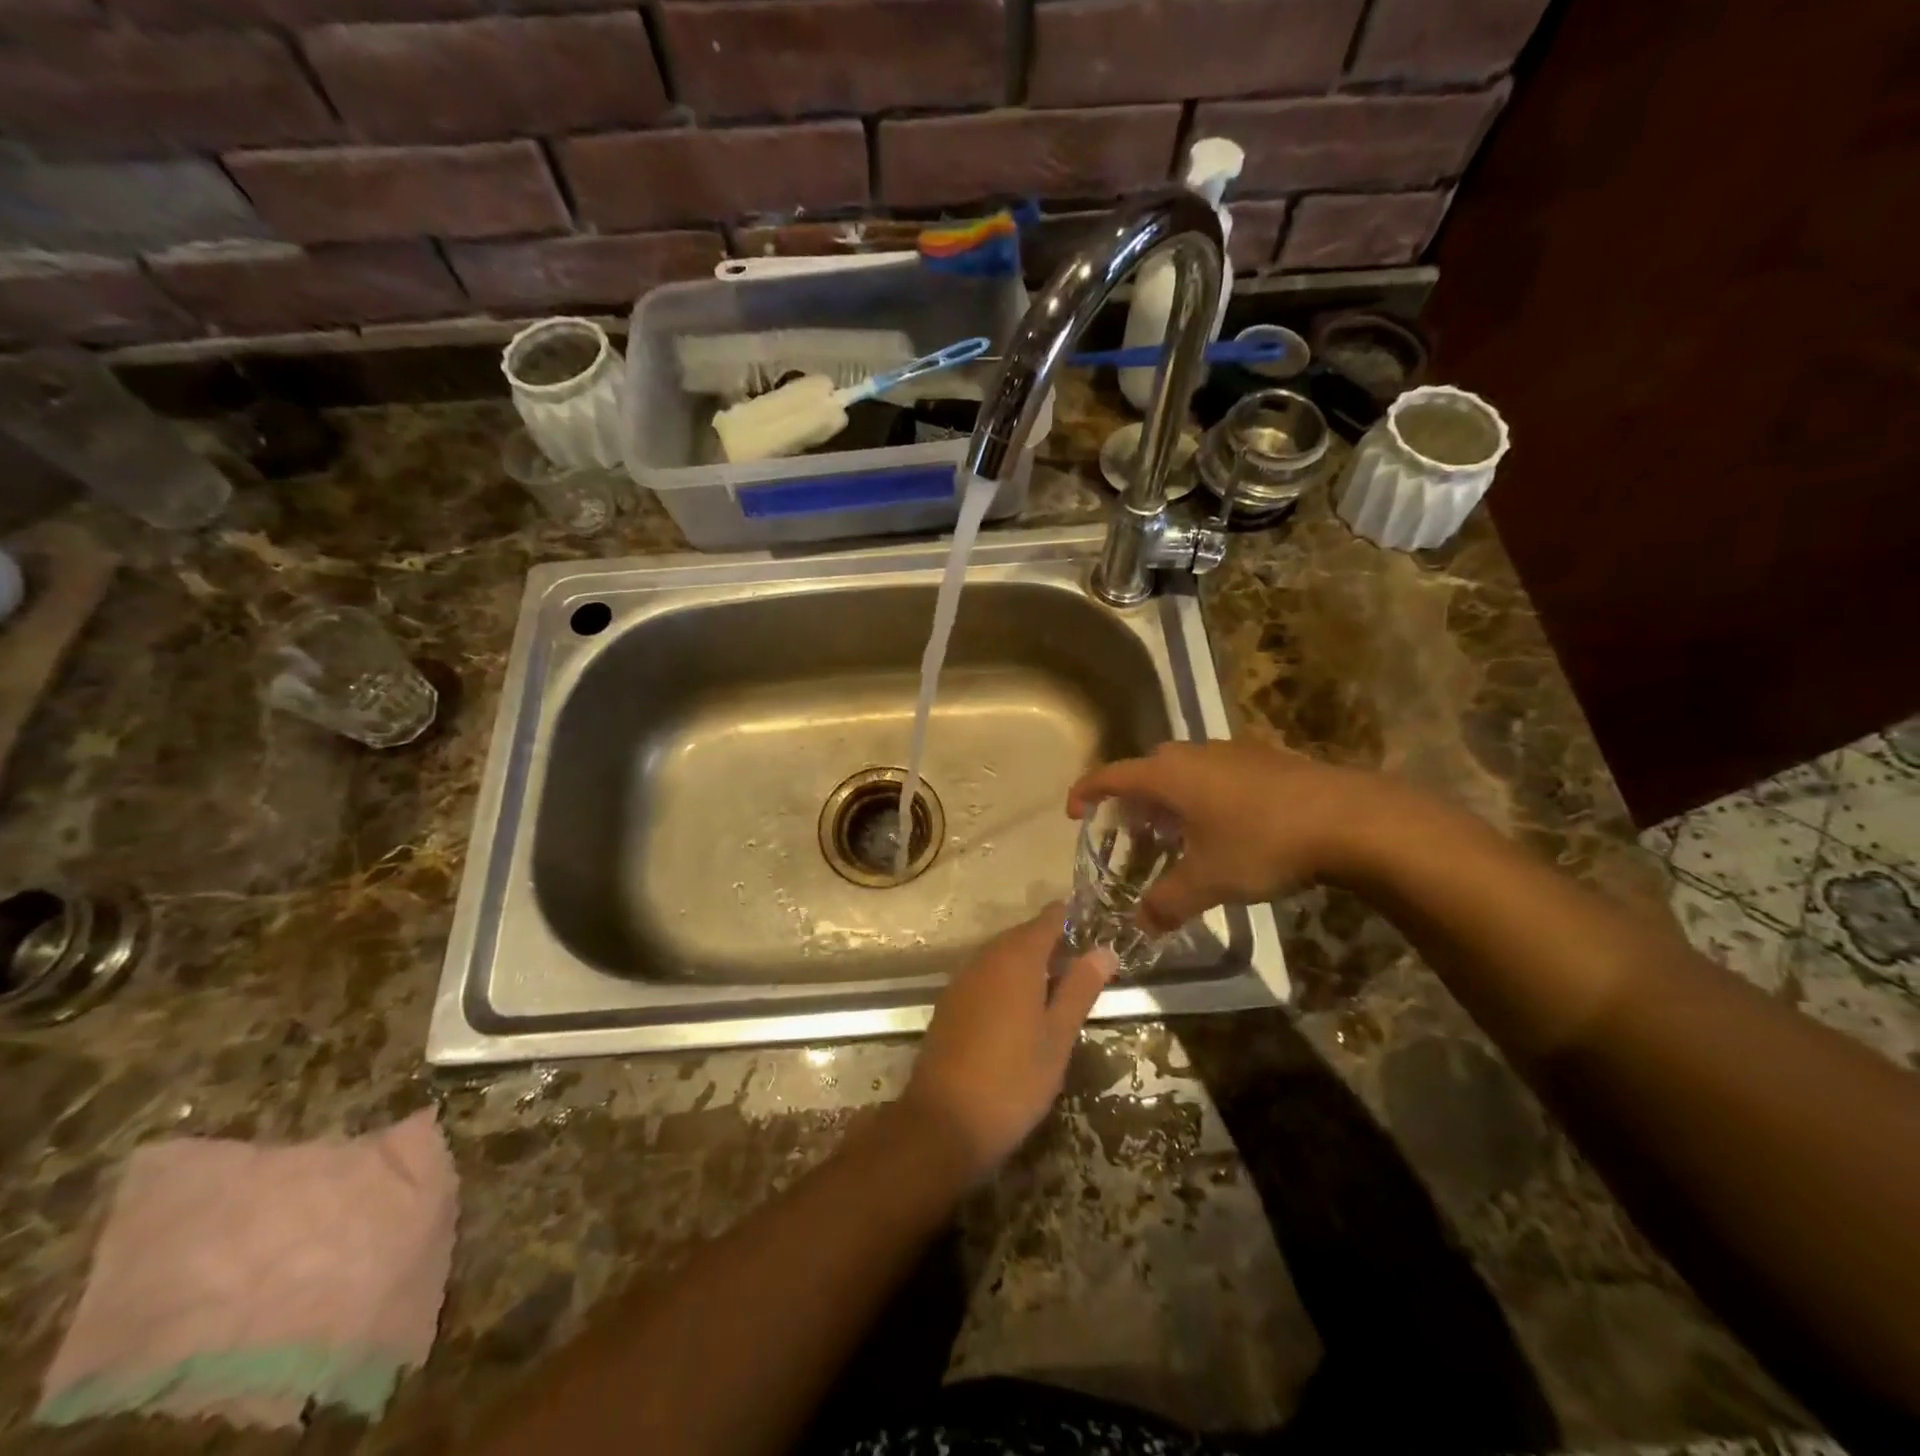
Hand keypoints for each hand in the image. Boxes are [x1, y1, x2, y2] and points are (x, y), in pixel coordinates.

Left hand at [901, 904, 1116, 1180]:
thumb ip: (1080, 989)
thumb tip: (1104, 950)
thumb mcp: (1058, 1036)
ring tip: (1059, 985)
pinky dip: (1007, 979)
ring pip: (1002, 956)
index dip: (1071, 918)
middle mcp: (986, 958)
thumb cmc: (1013, 1079)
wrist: (944, 1121)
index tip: (1095, 926)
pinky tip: (1022, 1007)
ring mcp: (963, 980)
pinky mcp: (950, 1004)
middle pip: (1022, 936)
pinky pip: (985, 976)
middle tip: (1084, 960)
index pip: (1048, 920)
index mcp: (1016, 959)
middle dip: (1052, 941)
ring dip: (1029, 962)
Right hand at [1066, 739, 1391, 932]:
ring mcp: (1232, 751)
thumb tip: (1139, 925)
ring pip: (1184, 769)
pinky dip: (1203, 793)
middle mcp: (1194, 754)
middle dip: (1132, 799)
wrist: (1348, 818)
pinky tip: (1224, 825)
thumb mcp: (1208, 881)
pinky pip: (1215, 771)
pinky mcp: (1265, 758)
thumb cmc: (1262, 843)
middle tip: (1132, 832)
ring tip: (1176, 832)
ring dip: (1170, 796)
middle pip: (1147, 769)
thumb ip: (1167, 903)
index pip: (1111, 775)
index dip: (1086, 791)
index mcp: (1169, 775)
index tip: (1073, 811)